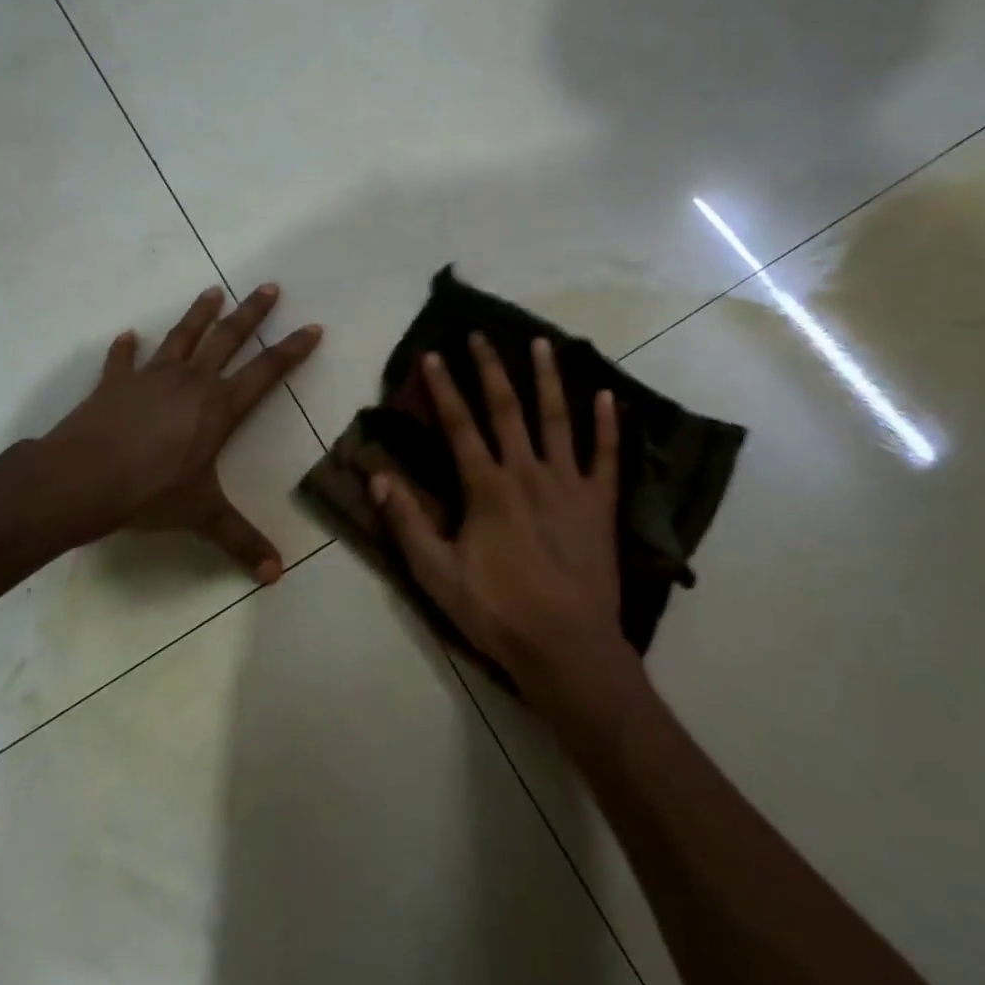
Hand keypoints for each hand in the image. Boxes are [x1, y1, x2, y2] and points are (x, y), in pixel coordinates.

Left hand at [37, 284, 321, 580]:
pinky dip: (126, 348)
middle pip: (228, 338)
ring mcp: (150, 377)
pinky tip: (128, 335)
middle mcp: (190, 382)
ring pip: (182, 336)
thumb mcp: (202, 516)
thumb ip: (240, 541)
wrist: (80, 480)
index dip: (292, 350)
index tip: (312, 327)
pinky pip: (122, 360)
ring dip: (199, 313)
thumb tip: (277, 576)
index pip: (266, 372)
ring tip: (213, 291)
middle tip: (269, 287)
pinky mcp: (115, 383)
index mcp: (218, 407)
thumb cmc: (149, 493)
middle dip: (251, 313)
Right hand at [371, 333, 634, 706]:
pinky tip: (608, 396)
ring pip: (557, 419)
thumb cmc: (498, 612)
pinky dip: (608, 425)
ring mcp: (569, 484)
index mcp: (487, 488)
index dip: (444, 388)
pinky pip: (607, 455)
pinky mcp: (600, 503)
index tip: (434, 354)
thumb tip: (376, 477)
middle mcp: (527, 472)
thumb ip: (407, 524)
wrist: (568, 648)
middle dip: (491, 369)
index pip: (460, 425)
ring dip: (548, 378)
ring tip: (542, 342)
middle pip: (507, 409)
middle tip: (481, 335)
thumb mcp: (438, 575)